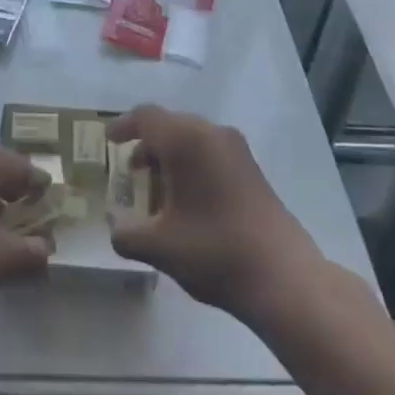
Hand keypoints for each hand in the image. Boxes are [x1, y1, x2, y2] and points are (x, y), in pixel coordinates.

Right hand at [108, 106, 335, 328]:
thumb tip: (115, 230)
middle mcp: (212, 134)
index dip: (123, 125)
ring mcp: (237, 150)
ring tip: (157, 188)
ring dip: (170, 155)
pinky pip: (212, 152)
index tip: (109, 140)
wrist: (285, 277)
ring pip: (193, 138)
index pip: (146, 117)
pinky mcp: (253, 170)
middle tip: (130, 169)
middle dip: (147, 143)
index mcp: (185, 141)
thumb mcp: (159, 247)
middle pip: (170, 124)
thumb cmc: (214, 252)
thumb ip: (127, 235)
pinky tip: (187, 199)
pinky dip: (192, 164)